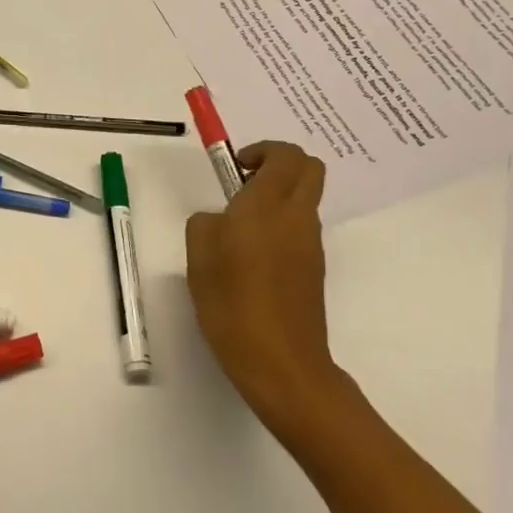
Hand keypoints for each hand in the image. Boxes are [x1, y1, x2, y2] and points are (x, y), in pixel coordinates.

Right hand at [185, 141, 344, 444]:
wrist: (280, 362)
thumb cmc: (232, 303)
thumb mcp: (198, 257)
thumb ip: (205, 223)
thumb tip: (220, 219)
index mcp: (268, 205)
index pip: (286, 155)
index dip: (262, 150)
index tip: (235, 168)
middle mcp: (297, 217)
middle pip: (309, 168)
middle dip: (279, 164)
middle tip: (244, 184)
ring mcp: (311, 244)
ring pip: (305, 199)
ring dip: (279, 197)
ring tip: (240, 228)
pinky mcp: (314, 269)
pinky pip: (301, 229)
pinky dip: (282, 226)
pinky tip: (252, 259)